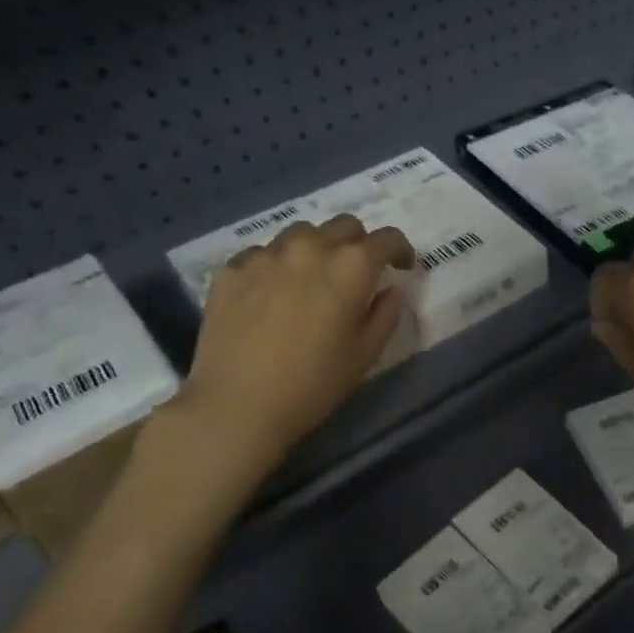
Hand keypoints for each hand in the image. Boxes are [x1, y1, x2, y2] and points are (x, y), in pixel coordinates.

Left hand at [180, 215, 414, 455]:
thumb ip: (386, 314)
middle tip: (357, 273)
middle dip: (359, 244)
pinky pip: (262, 253)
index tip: (402, 266)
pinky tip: (271, 293)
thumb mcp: (365, 355)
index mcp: (351, 266)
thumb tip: (391, 290)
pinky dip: (276, 265)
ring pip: (301, 233)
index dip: (400, 250)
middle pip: (344, 226)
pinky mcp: (231, 269)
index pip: (386, 238)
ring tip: (311, 278)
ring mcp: (266, 254)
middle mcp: (310, 247)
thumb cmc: (312, 385)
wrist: (236, 406)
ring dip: (317, 248)